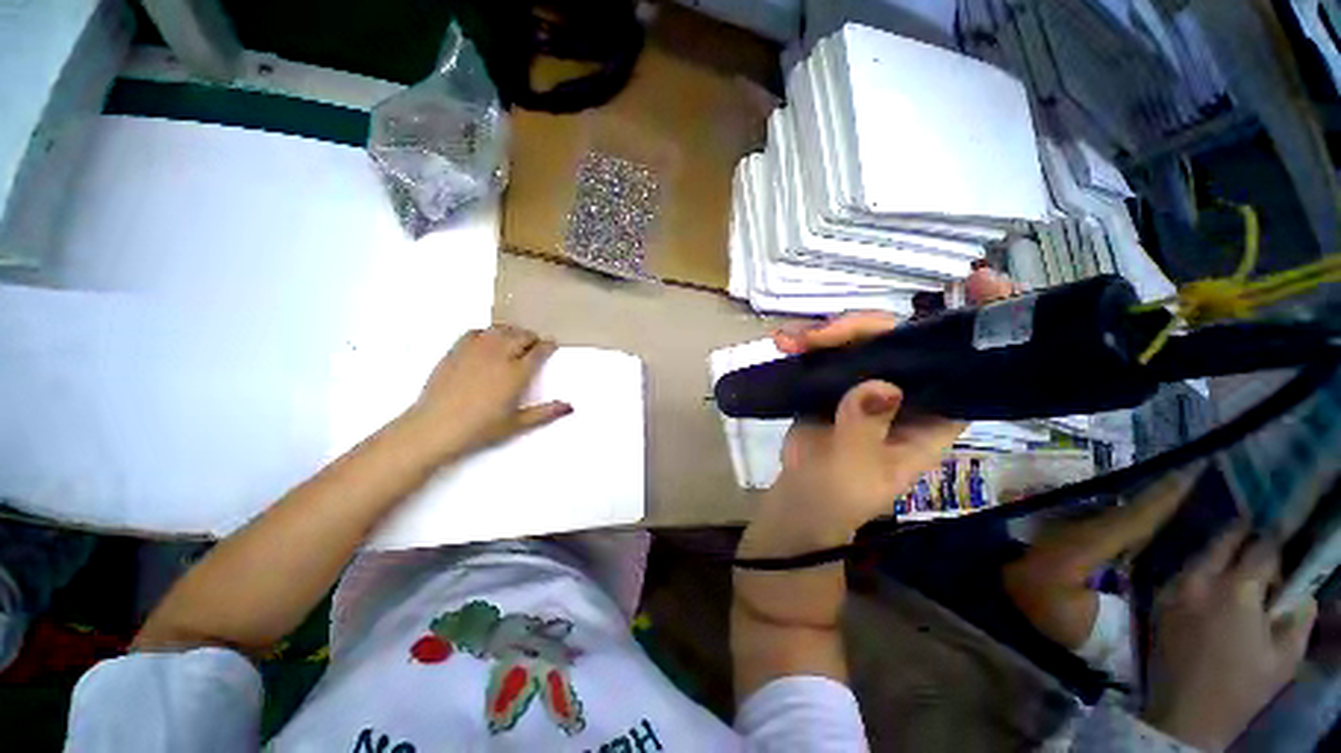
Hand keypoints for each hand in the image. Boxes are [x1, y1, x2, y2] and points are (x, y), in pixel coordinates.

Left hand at [406, 324, 571, 458]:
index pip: (538, 350)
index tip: (551, 345)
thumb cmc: (480, 429)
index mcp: (517, 373)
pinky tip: (488, 342)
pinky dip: (487, 333)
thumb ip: (545, 412)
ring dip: (512, 332)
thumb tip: (569, 406)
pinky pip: (476, 332)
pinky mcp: (456, 350)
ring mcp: (476, 350)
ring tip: (514, 340)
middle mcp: (499, 356)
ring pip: (500, 329)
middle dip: (531, 337)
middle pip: (521, 335)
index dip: (547, 346)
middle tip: (534, 344)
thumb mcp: (517, 424)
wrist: (435, 427)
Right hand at [764, 269, 1014, 534]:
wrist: (799, 495)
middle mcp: (908, 391)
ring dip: (825, 332)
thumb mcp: (855, 470)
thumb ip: (865, 430)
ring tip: (788, 341)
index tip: (980, 282)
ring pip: (860, 338)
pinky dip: (806, 342)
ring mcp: (869, 381)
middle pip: (901, 338)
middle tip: (823, 333)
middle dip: (864, 325)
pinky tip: (783, 342)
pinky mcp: (836, 379)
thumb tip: (878, 385)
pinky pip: (828, 349)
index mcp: (934, 415)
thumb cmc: (839, 494)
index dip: (982, 324)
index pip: (968, 366)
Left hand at [1145, 527, 1316, 750]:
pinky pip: (1182, 573)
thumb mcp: (1284, 658)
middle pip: (1222, 542)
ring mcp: (1175, 589)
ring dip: (1217, 549)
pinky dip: (1199, 567)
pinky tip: (1209, 575)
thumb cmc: (1241, 688)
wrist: (1186, 713)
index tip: (1283, 532)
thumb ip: (1297, 620)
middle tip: (1255, 528)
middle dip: (1241, 533)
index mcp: (1237, 590)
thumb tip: (1302, 595)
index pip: (1261, 551)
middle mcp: (1201, 581)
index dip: (1274, 541)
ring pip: (1198, 555)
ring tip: (1234, 550)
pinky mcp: (1158, 601)